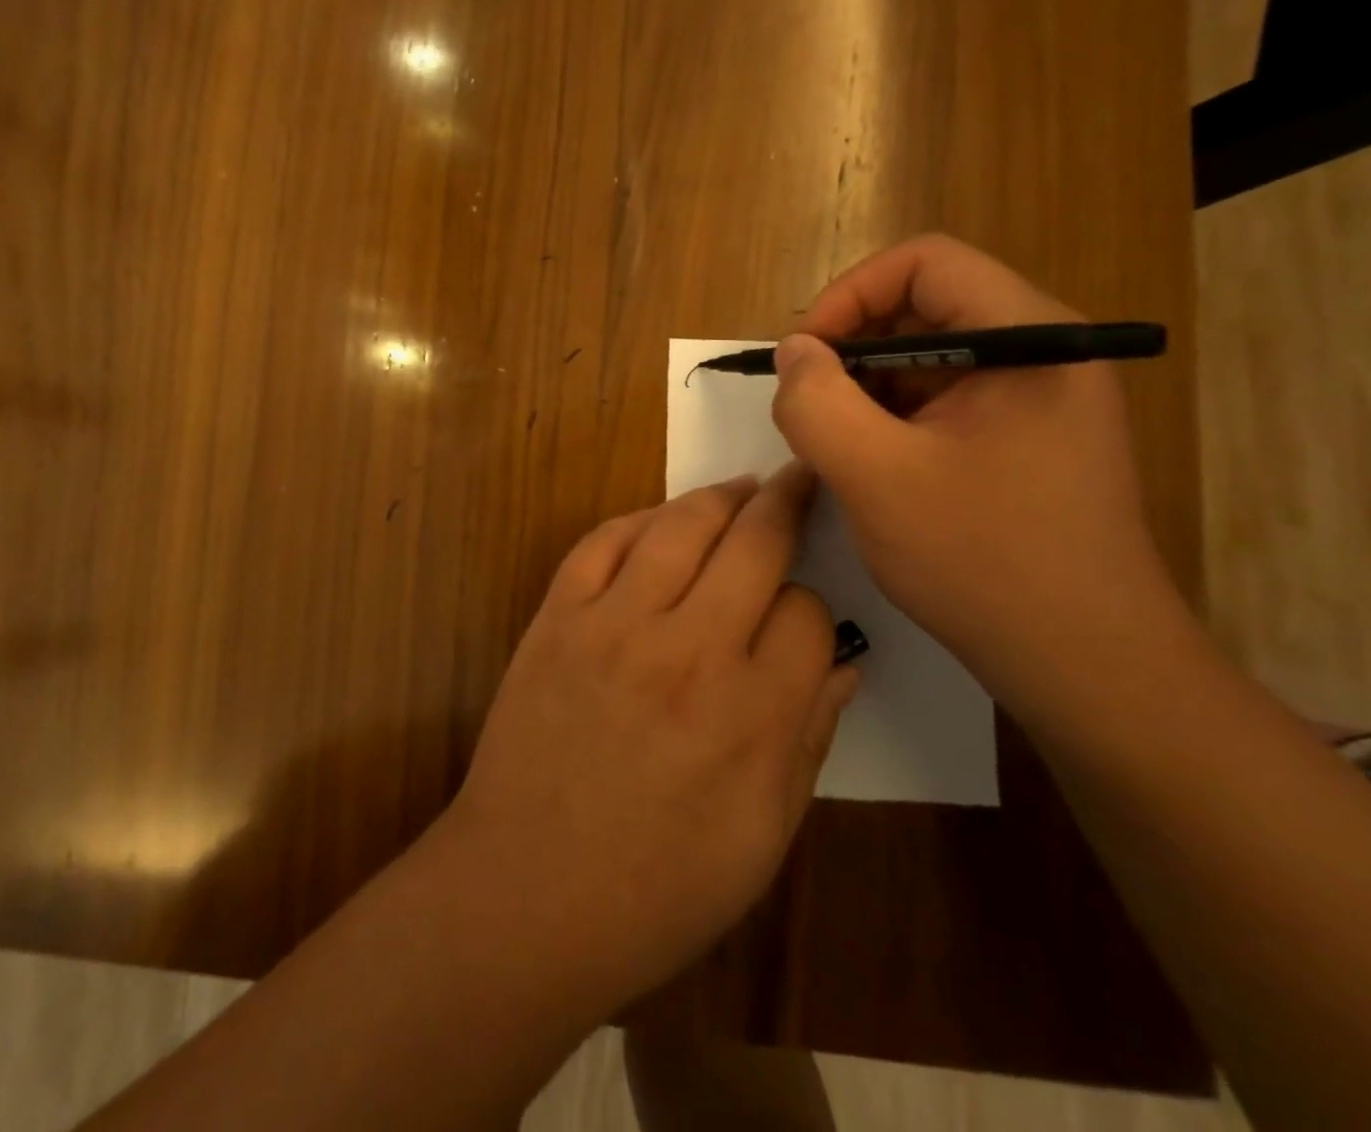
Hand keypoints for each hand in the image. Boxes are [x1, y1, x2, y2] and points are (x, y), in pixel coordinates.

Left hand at [440, 465, 859, 1011]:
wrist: (527, 891)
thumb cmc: (658, 889)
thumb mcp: (763, 839)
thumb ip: (809, 741)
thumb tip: (843, 665)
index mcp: (752, 715)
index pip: (809, 614)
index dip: (815, 611)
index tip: (803, 622)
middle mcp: (687, 649)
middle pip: (753, 545)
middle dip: (787, 504)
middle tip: (800, 479)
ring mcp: (612, 624)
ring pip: (679, 526)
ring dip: (719, 497)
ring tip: (743, 486)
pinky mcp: (556, 617)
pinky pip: (602, 542)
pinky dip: (638, 520)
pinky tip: (660, 519)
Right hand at [770, 235, 1183, 705]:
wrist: (1085, 666)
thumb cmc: (984, 562)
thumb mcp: (876, 477)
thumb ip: (816, 402)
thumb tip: (793, 352)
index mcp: (1027, 339)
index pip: (925, 263)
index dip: (850, 295)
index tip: (803, 356)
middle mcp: (1039, 355)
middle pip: (924, 309)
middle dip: (850, 349)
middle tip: (805, 406)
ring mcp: (1033, 401)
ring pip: (925, 360)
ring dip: (864, 391)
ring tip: (831, 446)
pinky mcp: (1020, 441)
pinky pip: (939, 403)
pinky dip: (889, 422)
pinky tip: (866, 469)